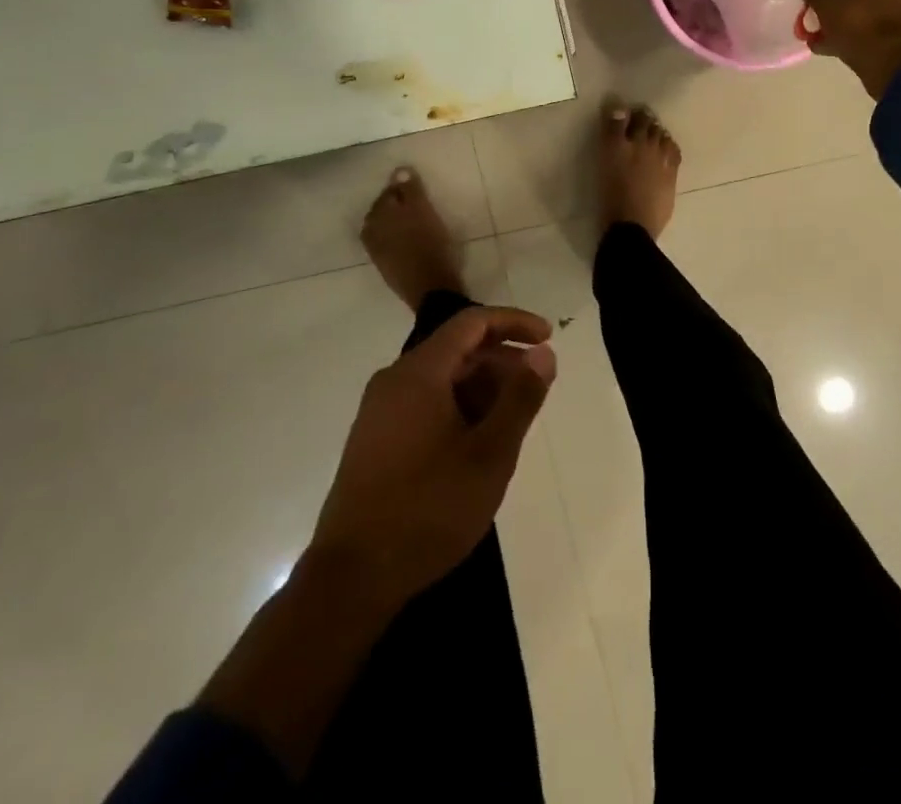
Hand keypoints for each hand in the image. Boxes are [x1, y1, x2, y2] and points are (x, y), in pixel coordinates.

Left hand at [311, 305, 556, 607]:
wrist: (352, 578)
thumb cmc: (428, 509)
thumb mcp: (490, 455)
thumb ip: (520, 398)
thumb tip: (543, 353)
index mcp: (419, 373)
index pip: (472, 323)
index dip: (513, 322)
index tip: (548, 337)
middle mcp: (394, 380)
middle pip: (457, 350)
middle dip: (501, 361)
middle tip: (537, 388)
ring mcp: (380, 411)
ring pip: (441, 379)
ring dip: (482, 388)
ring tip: (513, 420)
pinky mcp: (375, 440)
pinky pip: (425, 403)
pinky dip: (459, 408)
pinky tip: (478, 443)